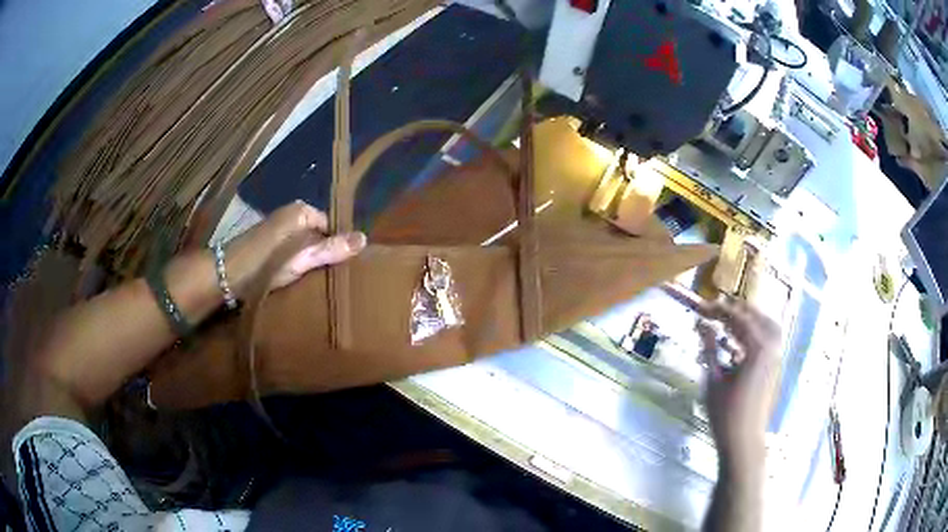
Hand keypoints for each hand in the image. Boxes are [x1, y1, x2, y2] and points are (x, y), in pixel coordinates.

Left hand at [224, 201, 365, 293]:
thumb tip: (365, 238)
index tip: (341, 269)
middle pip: (318, 234)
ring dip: (309, 259)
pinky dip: (297, 261)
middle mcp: (291, 214)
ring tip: (316, 279)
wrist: (225, 274)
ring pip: (305, 243)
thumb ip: (331, 249)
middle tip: (330, 277)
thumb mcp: (301, 258)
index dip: (337, 246)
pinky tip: (297, 277)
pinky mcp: (270, 242)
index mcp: (301, 211)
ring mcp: (279, 227)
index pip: (332, 226)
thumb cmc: (265, 264)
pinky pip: (293, 248)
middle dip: (324, 253)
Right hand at [696, 299, 781, 474]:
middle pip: (757, 317)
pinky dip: (757, 331)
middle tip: (718, 308)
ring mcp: (776, 358)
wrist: (743, 440)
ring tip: (732, 318)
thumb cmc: (726, 412)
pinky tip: (742, 340)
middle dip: (738, 309)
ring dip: (751, 318)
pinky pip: (769, 339)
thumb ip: (710, 348)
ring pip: (768, 326)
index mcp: (757, 348)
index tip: (703, 307)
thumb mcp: (713, 379)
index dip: (720, 310)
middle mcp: (771, 348)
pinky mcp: (774, 368)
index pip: (739, 319)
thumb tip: (702, 324)